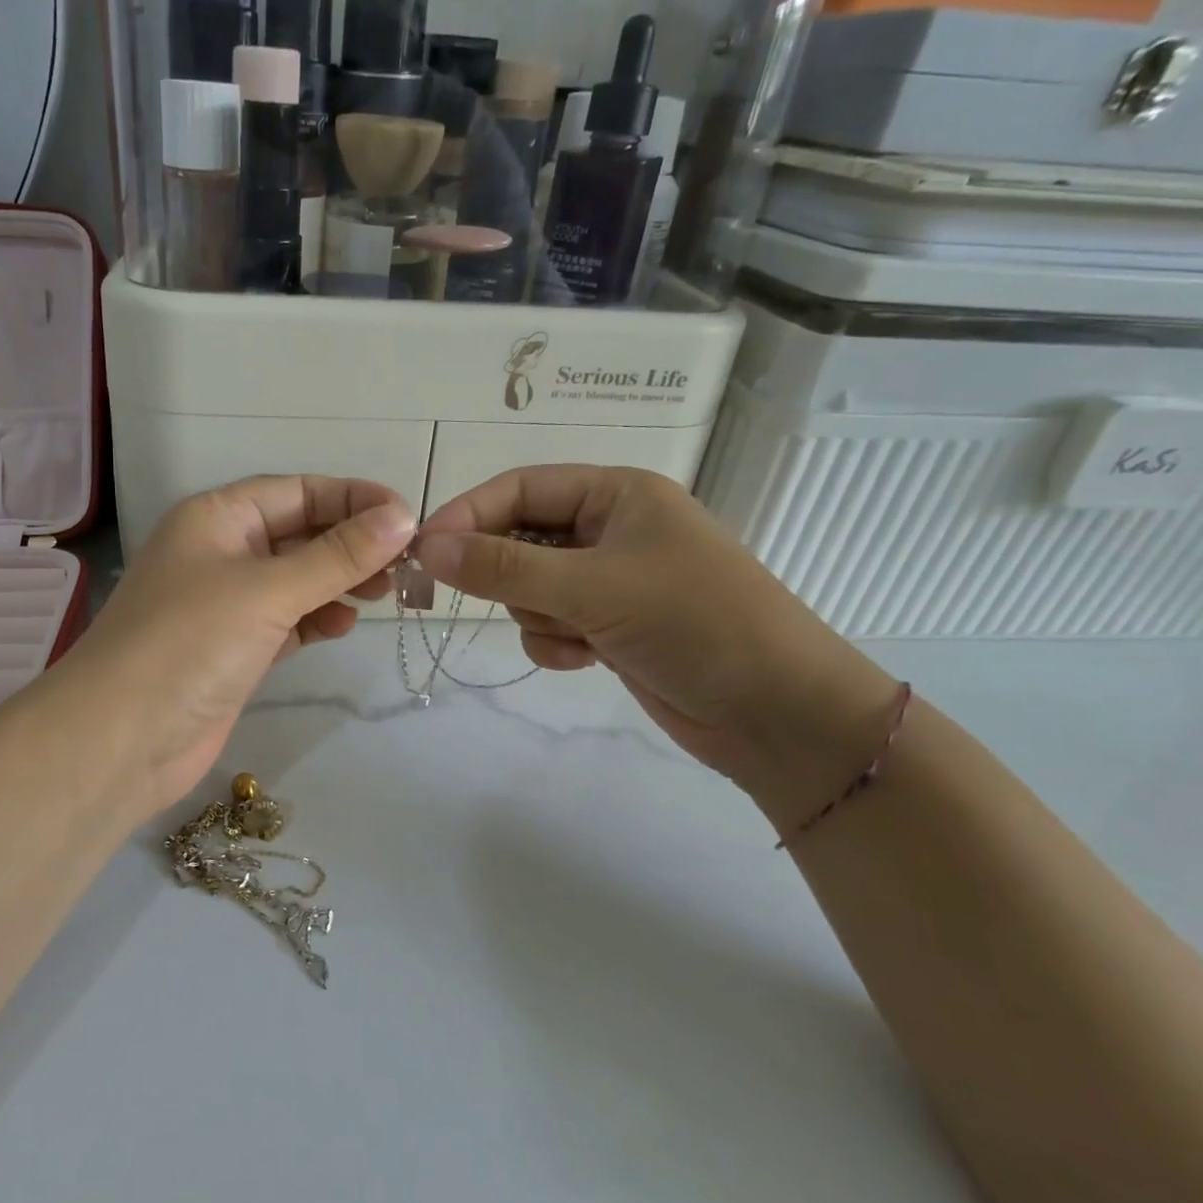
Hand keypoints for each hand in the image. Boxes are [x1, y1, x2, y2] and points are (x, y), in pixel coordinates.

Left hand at [49, 477, 415, 821]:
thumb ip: (337, 555)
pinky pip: (286, 620)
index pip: (297, 491)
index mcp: (217, 518)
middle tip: (403, 565)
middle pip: (299, 534)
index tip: (406, 517)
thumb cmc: (190, 643)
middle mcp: (220, 552)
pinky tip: (342, 627)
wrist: (120, 741)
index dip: (352, 498)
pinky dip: (316, 619)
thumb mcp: (268, 589)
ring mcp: (225, 604)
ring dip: (339, 582)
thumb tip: (402, 517)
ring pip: (296, 579)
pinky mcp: (233, 650)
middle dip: (351, 544)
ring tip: (383, 595)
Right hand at [415, 467, 901, 829]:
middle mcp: (611, 529)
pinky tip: (582, 659)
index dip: (469, 514)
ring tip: (574, 636)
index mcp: (616, 495)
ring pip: (530, 586)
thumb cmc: (695, 623)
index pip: (520, 488)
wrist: (778, 714)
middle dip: (509, 575)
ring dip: (537, 614)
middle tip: (504, 601)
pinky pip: (551, 621)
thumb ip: (505, 567)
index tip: (424, 551)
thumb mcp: (594, 587)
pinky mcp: (610, 624)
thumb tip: (429, 547)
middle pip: (520, 538)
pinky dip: (554, 641)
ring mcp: (611, 580)